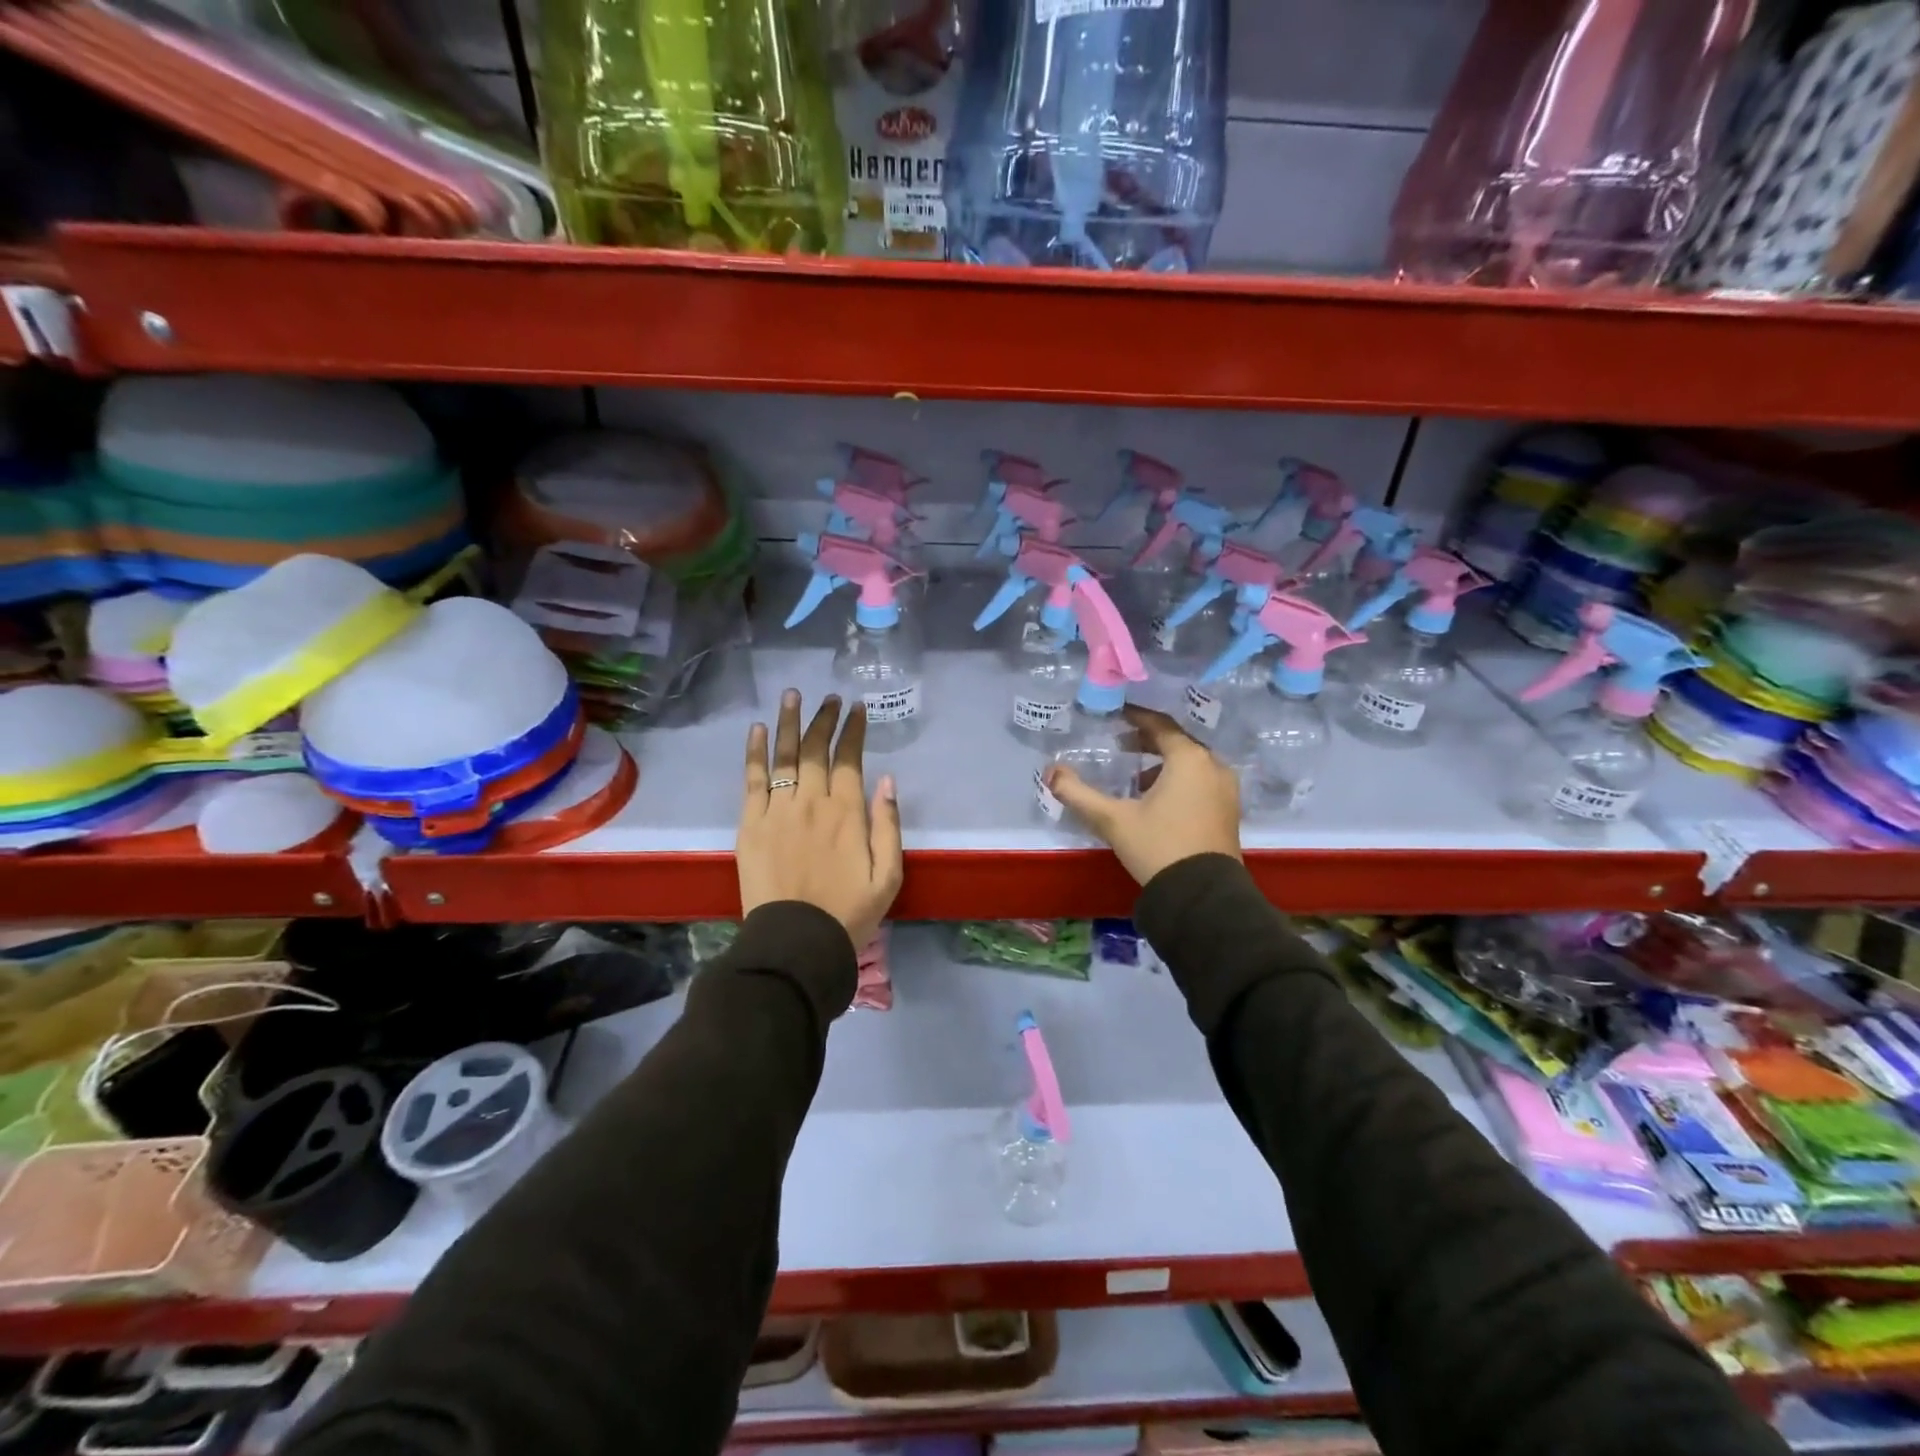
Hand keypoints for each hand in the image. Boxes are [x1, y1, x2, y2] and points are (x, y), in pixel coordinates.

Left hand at [738, 690, 903, 949]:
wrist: (796, 942)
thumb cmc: (849, 912)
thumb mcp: (889, 875)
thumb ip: (888, 824)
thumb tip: (886, 780)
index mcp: (847, 812)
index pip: (849, 759)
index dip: (853, 730)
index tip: (856, 708)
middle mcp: (812, 802)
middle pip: (816, 749)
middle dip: (824, 719)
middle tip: (829, 698)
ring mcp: (778, 810)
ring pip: (785, 756)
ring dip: (790, 722)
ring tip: (793, 695)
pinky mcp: (751, 823)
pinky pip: (753, 779)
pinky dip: (756, 752)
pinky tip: (758, 729)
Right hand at [1043, 706, 1241, 885]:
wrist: (1203, 896)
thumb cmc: (1158, 847)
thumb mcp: (1112, 819)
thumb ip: (1078, 793)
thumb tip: (1051, 772)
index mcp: (1188, 759)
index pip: (1159, 725)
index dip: (1136, 717)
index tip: (1117, 714)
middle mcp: (1213, 766)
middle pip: (1178, 742)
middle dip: (1149, 741)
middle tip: (1121, 745)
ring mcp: (1226, 789)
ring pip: (1192, 763)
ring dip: (1164, 763)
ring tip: (1136, 778)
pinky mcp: (1230, 810)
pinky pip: (1202, 781)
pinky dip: (1180, 780)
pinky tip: (1159, 801)